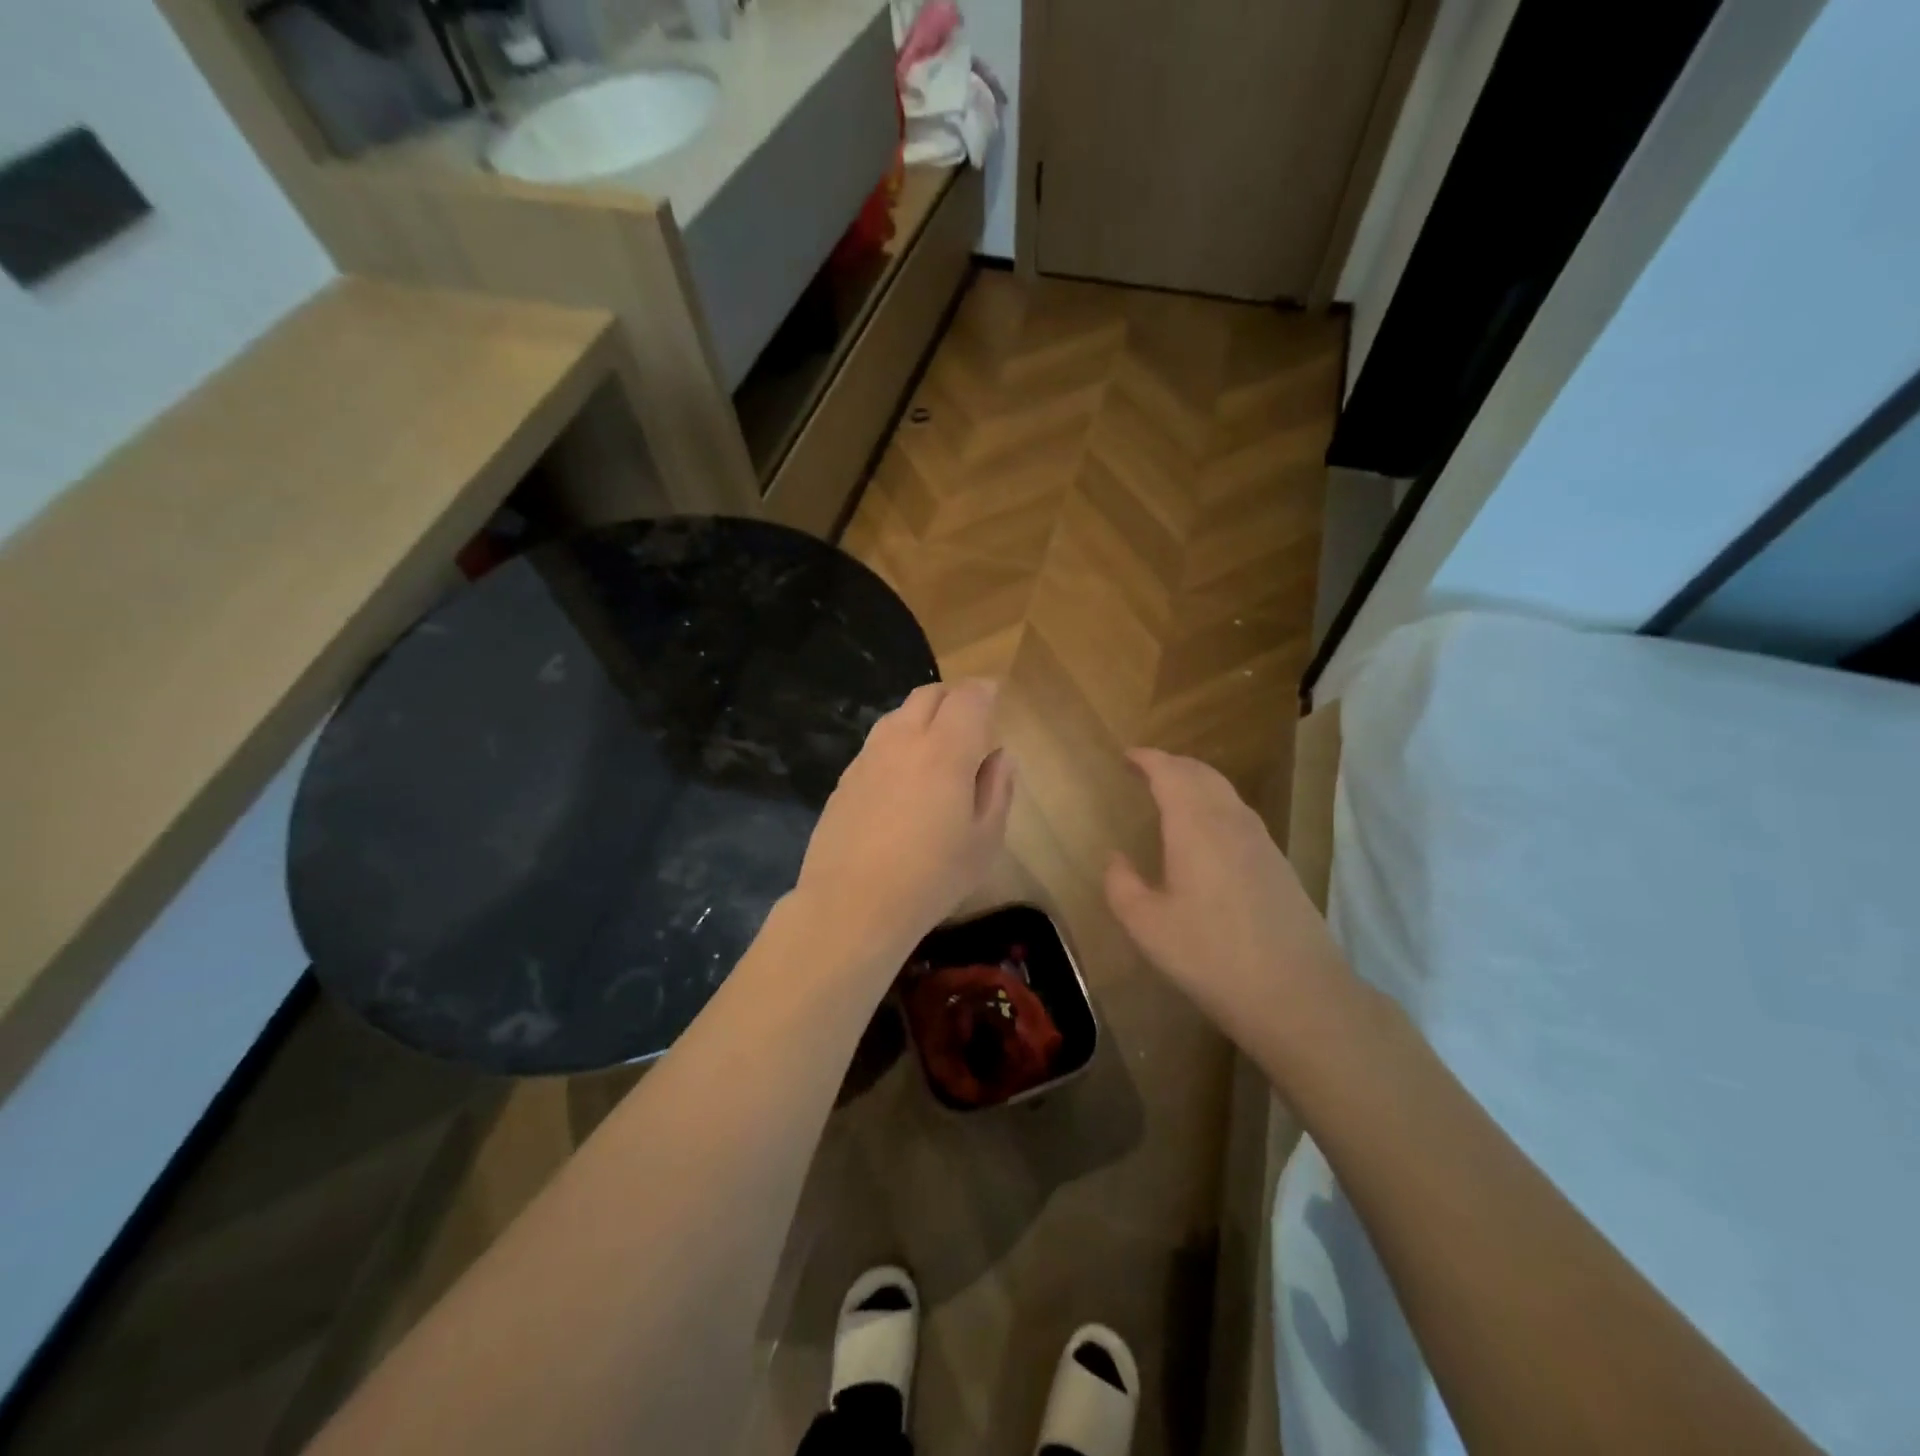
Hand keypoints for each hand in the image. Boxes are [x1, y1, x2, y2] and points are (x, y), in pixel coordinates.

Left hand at [794, 680, 1014, 968]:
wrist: (851, 905)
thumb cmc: (932, 878)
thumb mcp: (985, 841)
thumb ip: (997, 789)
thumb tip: (999, 756)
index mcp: (946, 750)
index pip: (969, 697)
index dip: (985, 692)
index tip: (995, 700)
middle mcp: (903, 740)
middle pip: (929, 694)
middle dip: (954, 698)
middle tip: (970, 723)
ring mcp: (868, 757)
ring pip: (898, 715)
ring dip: (922, 718)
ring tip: (936, 750)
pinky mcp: (845, 778)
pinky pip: (877, 743)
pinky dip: (898, 744)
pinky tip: (903, 780)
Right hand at [1105, 749, 1348, 1055]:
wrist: (1297, 993)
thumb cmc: (1210, 956)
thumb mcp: (1147, 925)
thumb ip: (1122, 885)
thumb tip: (1116, 859)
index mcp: (1195, 826)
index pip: (1170, 773)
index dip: (1148, 759)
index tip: (1127, 756)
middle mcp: (1231, 822)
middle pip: (1202, 774)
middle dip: (1172, 764)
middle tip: (1147, 769)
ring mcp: (1261, 841)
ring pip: (1225, 792)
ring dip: (1196, 782)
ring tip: (1173, 792)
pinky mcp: (1278, 863)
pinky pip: (1240, 814)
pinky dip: (1216, 804)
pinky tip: (1208, 831)